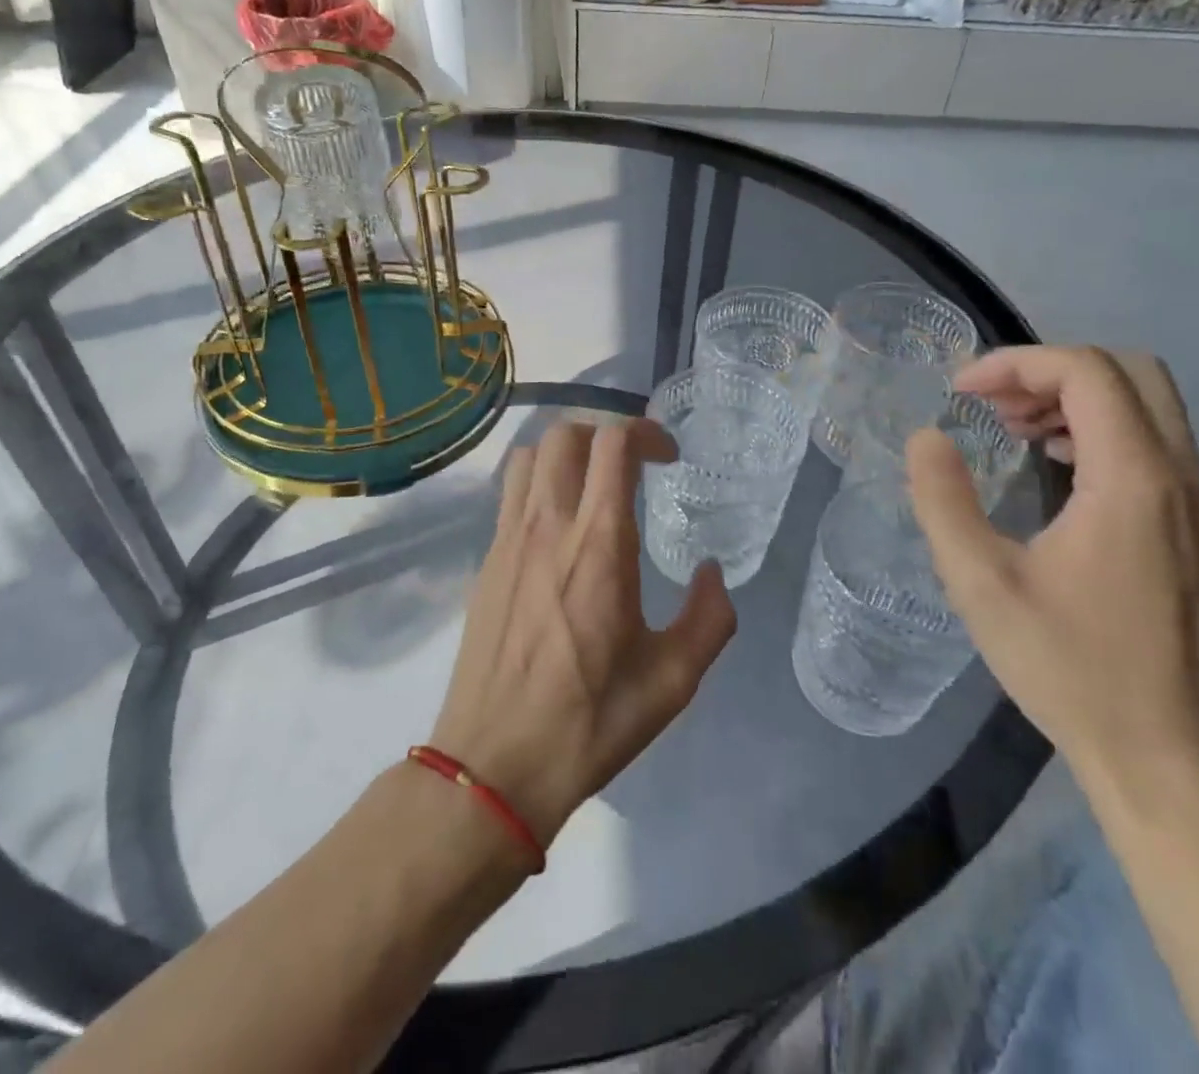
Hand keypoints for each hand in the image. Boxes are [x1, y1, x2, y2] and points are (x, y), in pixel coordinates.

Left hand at [430, 418, 736, 845]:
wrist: (493, 766)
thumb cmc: (589, 721)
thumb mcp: (673, 681)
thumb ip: (709, 618)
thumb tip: (712, 572)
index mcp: (598, 545)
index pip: (612, 446)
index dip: (644, 432)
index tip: (668, 457)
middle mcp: (547, 526)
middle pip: (565, 434)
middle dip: (604, 432)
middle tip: (632, 465)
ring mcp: (507, 540)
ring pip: (529, 455)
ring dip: (566, 452)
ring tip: (593, 485)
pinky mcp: (485, 562)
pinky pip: (511, 494)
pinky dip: (539, 483)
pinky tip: (559, 528)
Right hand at [907, 347, 1198, 800]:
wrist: (1172, 759)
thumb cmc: (1071, 668)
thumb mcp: (981, 583)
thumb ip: (943, 500)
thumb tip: (926, 438)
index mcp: (1133, 480)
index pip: (1086, 372)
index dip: (1015, 365)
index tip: (960, 392)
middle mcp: (1180, 477)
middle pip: (1129, 372)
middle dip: (1049, 371)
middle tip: (991, 403)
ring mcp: (1198, 503)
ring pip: (1147, 405)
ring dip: (1074, 397)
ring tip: (1011, 429)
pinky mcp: (1198, 529)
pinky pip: (1153, 443)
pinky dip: (1098, 428)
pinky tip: (1054, 467)